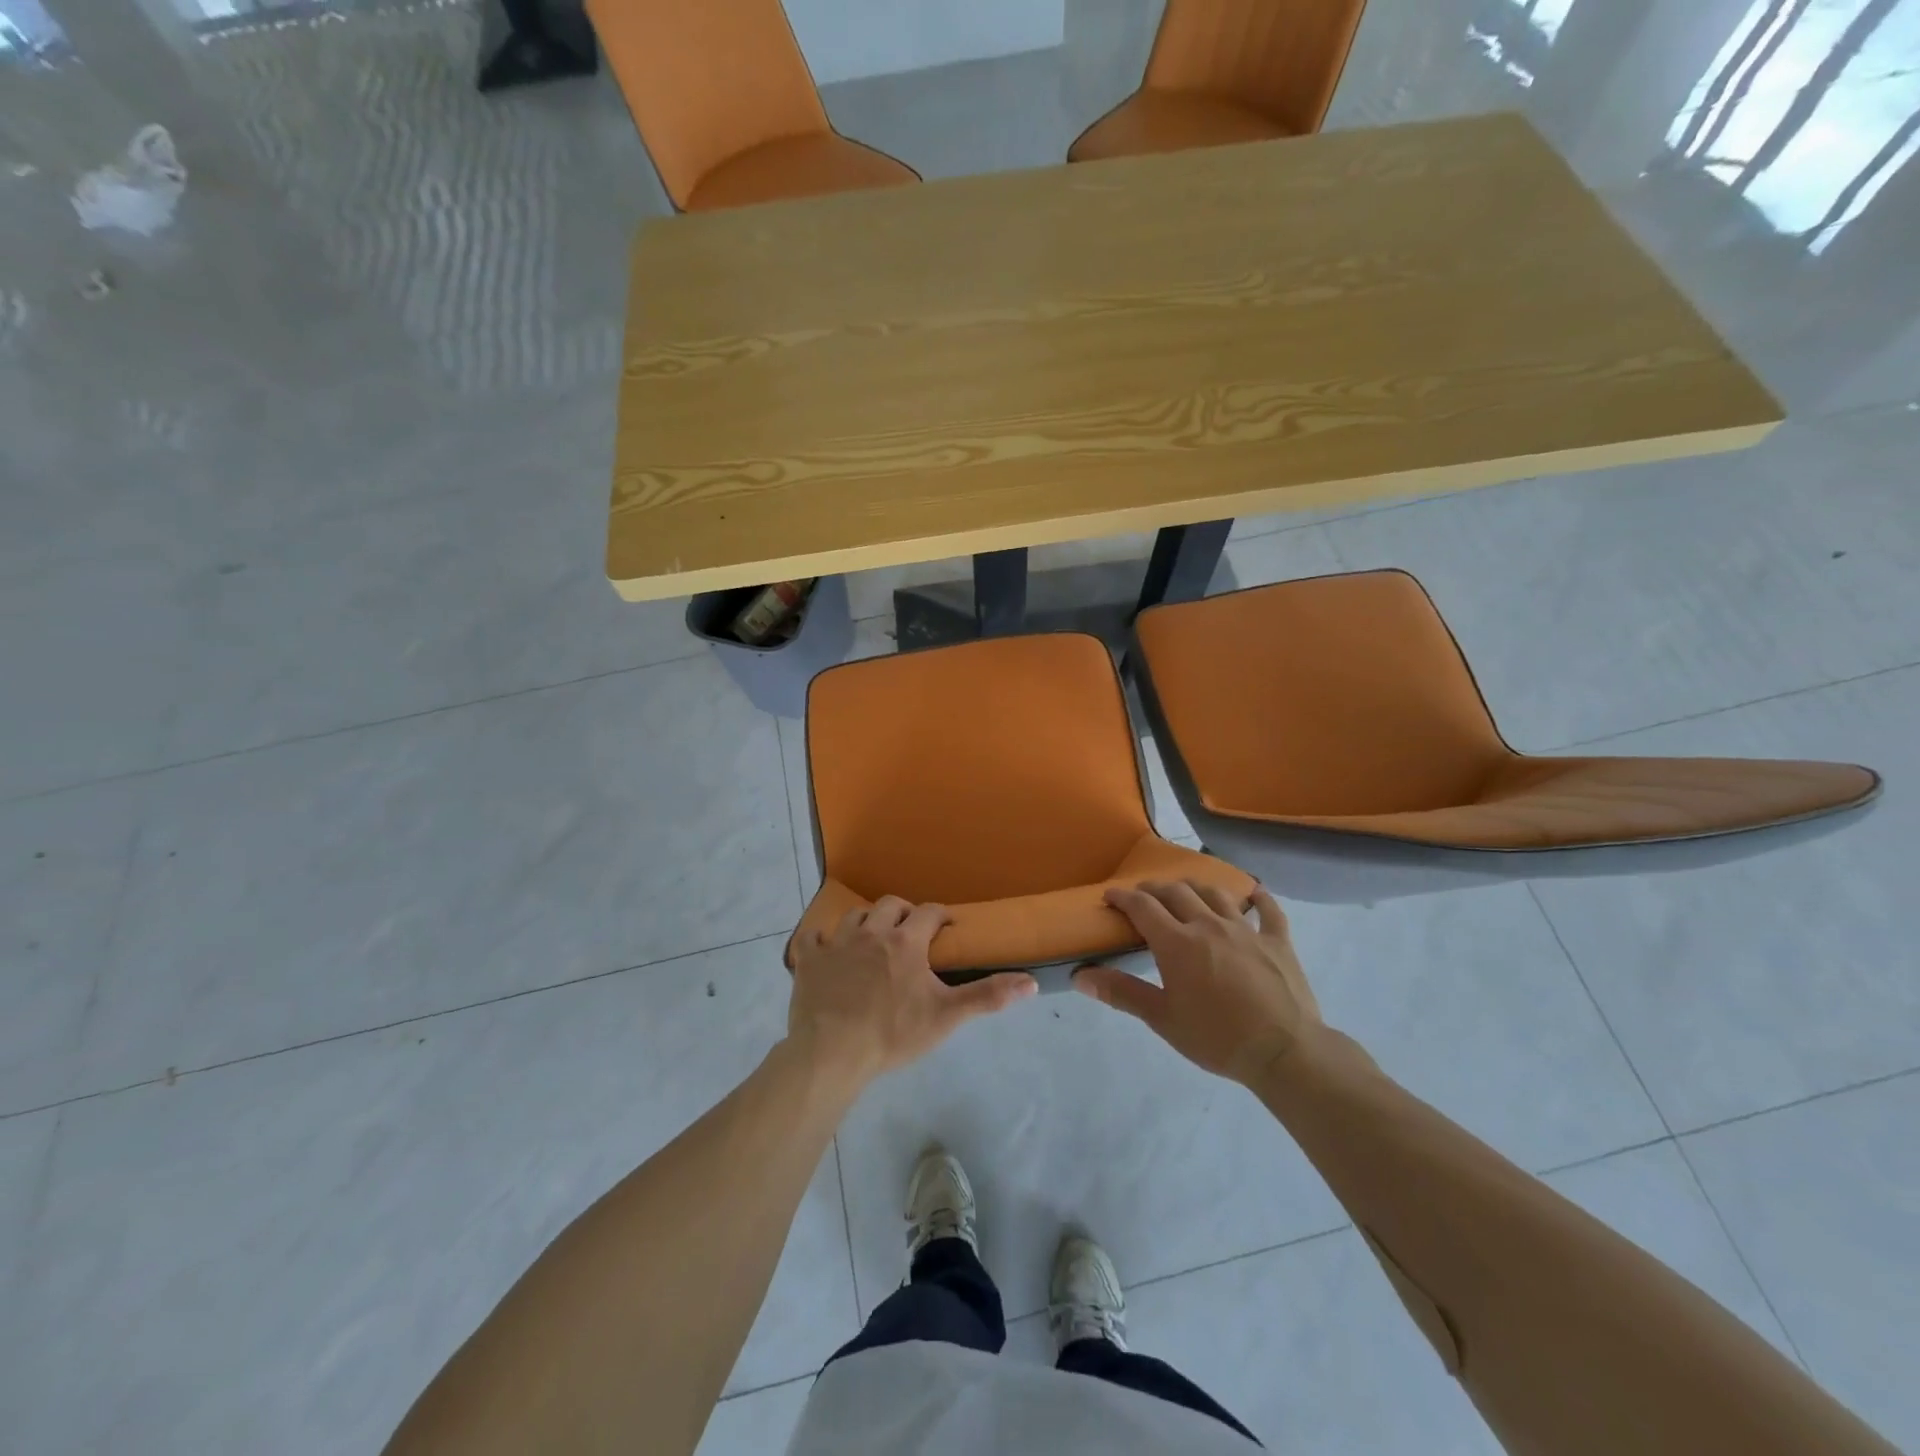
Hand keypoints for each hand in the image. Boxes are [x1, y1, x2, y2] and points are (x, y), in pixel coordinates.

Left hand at [788, 896, 1036, 1087]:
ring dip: (866, 922)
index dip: (941, 915)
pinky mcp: (808, 960)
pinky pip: (812, 938)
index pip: (929, 913)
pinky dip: (821, 941)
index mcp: (906, 942)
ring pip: (854, 916)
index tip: (947, 926)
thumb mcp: (946, 1017)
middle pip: (891, 905)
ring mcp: (836, 943)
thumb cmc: (893, 1034)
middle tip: (911, 930)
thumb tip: (1030, 982)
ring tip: (873, 938)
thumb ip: (987, 996)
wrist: (832, 1052)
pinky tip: (826, 951)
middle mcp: (872, 932)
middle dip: (904, 912)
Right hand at [1074, 880, 1321, 1085]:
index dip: (1123, 897)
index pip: (1142, 907)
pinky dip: (1258, 898)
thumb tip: (1080, 976)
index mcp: (1177, 942)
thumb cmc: (1216, 1038)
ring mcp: (1246, 930)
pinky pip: (1268, 910)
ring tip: (1186, 891)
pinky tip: (1254, 894)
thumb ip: (1122, 993)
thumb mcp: (1162, 1019)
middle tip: (1143, 895)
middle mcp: (1208, 925)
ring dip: (1195, 888)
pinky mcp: (1277, 941)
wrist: (1283, 1051)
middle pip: (1176, 893)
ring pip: (1216, 894)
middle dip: (1155, 889)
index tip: (1110, 896)